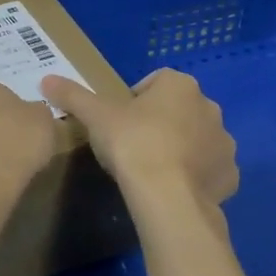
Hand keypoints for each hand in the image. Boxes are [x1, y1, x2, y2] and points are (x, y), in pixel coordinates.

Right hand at [40, 68, 237, 203]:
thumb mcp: (95, 116)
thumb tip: (46, 79)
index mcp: (179, 85)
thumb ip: (73, 95)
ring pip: (197, 139)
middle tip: (133, 146)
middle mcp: (209, 107)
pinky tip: (173, 189)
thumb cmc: (132, 144)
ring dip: (180, 149)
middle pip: (179, 110)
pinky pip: (210, 170)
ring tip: (153, 170)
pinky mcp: (229, 175)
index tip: (118, 123)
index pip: (154, 83)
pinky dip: (195, 177)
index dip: (134, 101)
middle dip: (160, 123)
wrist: (167, 196)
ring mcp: (224, 142)